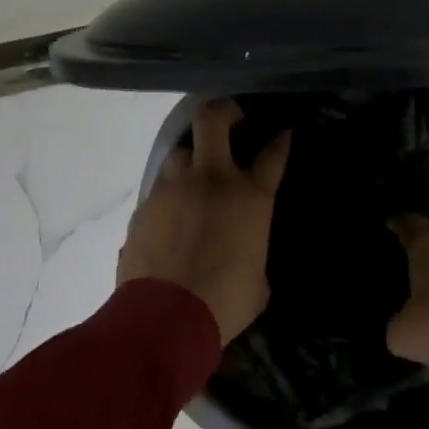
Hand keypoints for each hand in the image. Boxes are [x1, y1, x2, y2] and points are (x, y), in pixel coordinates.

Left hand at [118, 99, 291, 344]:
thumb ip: (253, 251)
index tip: (283, 134)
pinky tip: (172, 215)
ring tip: (196, 176)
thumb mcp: (258, 279)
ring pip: (180, 151)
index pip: (272, 154)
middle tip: (232, 119)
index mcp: (249, 197)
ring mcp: (173, 189)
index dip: (280, 140)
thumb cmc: (225, 302)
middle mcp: (211, 180)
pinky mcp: (145, 206)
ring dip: (191, 158)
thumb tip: (245, 251)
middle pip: (214, 120)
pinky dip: (170, 194)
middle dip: (224, 111)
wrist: (165, 317)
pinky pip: (160, 188)